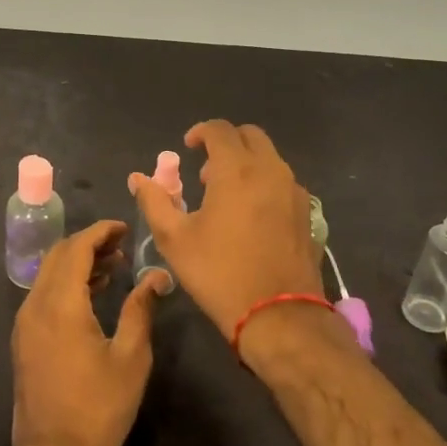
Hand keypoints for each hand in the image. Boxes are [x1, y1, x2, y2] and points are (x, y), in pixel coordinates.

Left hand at [11, 220, 162, 445]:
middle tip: (122, 245)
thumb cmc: (99, 409)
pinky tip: (92, 294)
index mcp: (60, 304)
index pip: (76, 248)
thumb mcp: (130, 357)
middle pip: (58, 256)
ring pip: (48, 275)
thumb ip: (140, 309)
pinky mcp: (24, 340)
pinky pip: (43, 295)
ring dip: (77, 263)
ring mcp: (25, 323)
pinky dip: (66, 284)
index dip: (100, 232)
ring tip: (113, 267)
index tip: (125, 228)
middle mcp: (35, 305)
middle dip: (89, 243)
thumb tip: (156, 276)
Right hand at [127, 121, 323, 340]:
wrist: (279, 315)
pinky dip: (265, 183)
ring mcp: (294, 191)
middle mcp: (271, 170)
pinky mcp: (307, 213)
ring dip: (247, 164)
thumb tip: (138, 178)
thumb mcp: (174, 239)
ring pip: (270, 158)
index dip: (200, 132)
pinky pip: (283, 182)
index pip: (220, 130)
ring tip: (227, 197)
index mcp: (237, 170)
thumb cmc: (220, 273)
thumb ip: (154, 201)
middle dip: (226, 144)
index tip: (187, 148)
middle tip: (207, 173)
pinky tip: (251, 216)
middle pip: (250, 136)